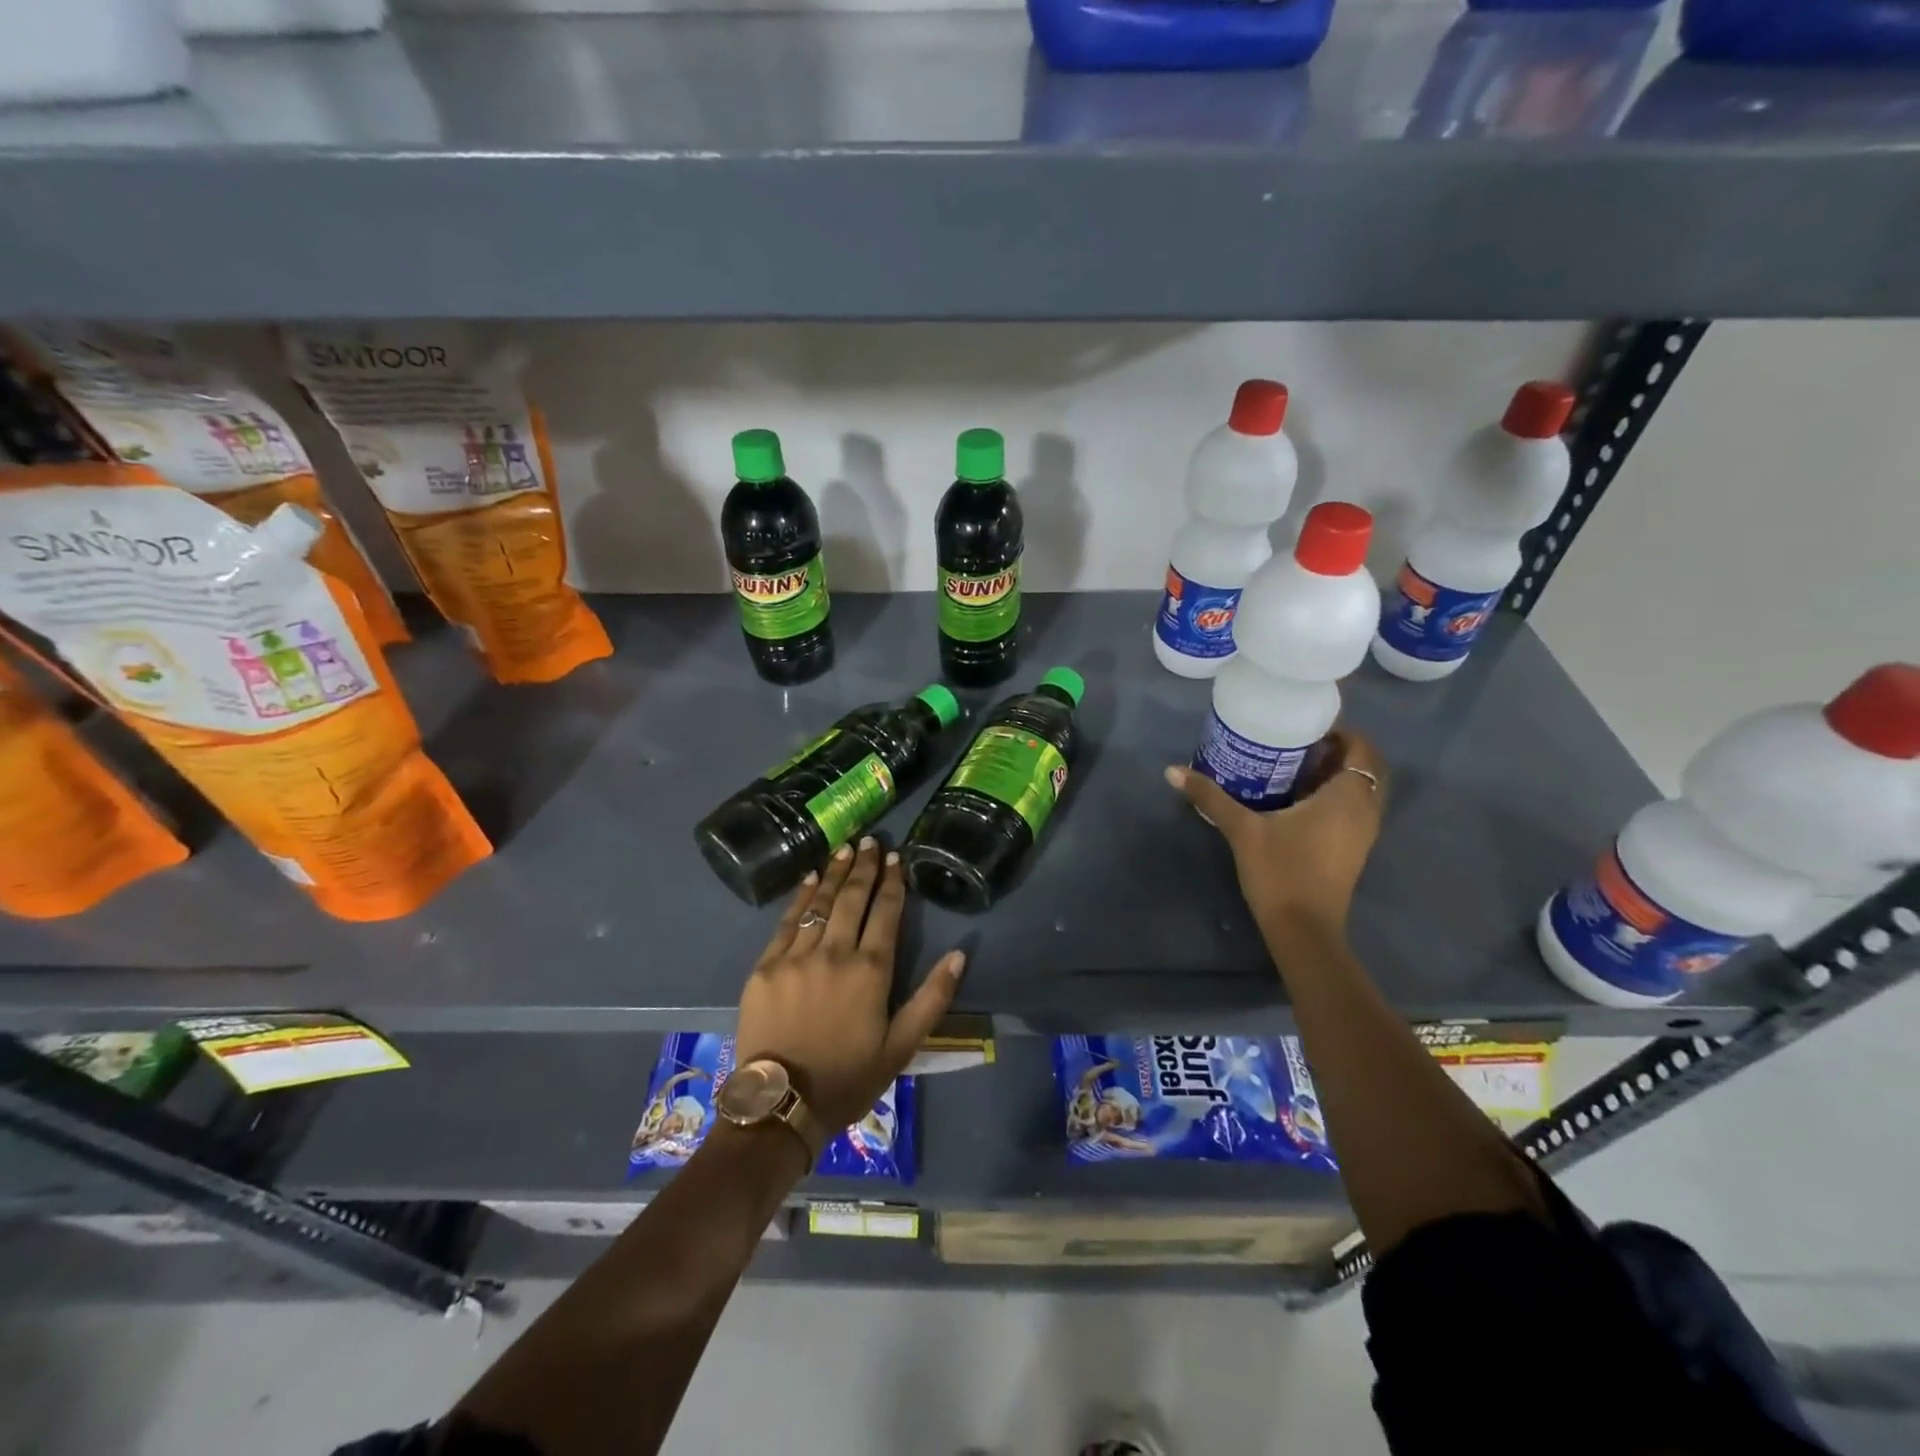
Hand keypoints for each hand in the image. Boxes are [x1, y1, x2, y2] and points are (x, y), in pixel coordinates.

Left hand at [734, 836, 966, 1132]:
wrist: (782, 1105)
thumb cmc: (849, 1077)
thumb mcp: (902, 1046)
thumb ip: (933, 998)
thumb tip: (958, 954)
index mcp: (870, 970)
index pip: (886, 913)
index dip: (893, 883)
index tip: (896, 858)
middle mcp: (835, 953)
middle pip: (853, 899)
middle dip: (864, 867)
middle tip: (870, 841)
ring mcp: (796, 956)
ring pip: (820, 903)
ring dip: (834, 873)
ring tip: (844, 848)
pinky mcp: (766, 967)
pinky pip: (786, 922)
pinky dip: (800, 896)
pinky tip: (810, 878)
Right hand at [1164, 730, 1387, 939]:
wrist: (1303, 929)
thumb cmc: (1280, 871)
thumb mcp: (1242, 829)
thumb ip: (1210, 796)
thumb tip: (1172, 770)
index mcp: (1347, 797)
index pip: (1362, 750)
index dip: (1341, 733)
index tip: (1306, 727)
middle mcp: (1365, 810)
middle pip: (1367, 768)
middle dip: (1340, 752)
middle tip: (1300, 744)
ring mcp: (1363, 834)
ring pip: (1362, 791)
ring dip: (1339, 775)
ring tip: (1297, 768)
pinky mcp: (1354, 850)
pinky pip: (1355, 810)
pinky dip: (1337, 797)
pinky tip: (1299, 801)